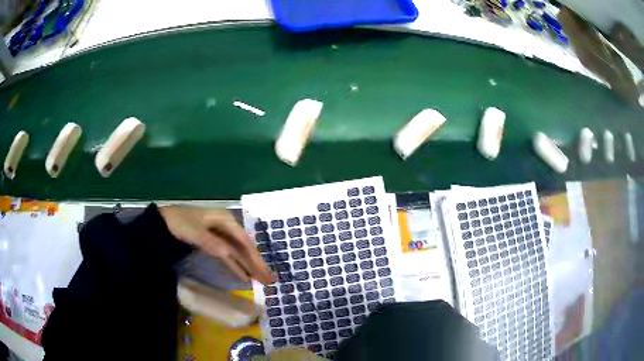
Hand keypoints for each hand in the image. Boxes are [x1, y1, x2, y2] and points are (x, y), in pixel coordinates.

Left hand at [158, 206, 273, 284]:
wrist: (164, 222)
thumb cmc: (180, 223)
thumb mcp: (194, 231)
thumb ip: (211, 242)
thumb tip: (228, 254)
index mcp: (225, 220)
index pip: (244, 240)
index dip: (255, 256)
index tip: (264, 271)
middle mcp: (226, 228)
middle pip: (244, 247)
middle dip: (256, 263)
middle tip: (269, 280)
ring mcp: (220, 236)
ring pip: (238, 252)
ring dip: (249, 266)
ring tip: (261, 280)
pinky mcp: (214, 244)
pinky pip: (229, 256)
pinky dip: (236, 265)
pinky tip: (244, 275)